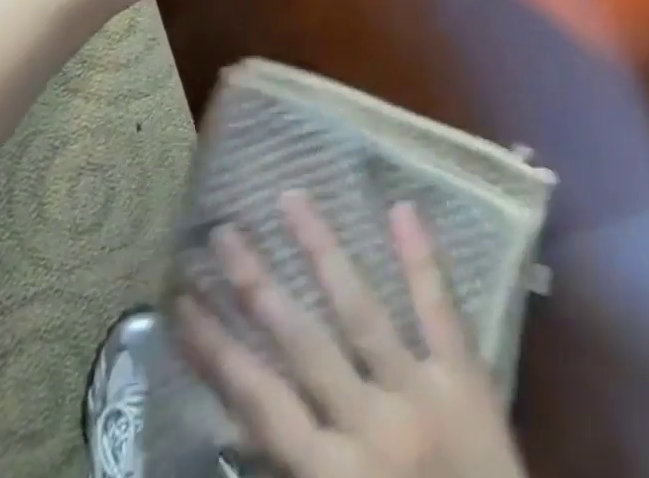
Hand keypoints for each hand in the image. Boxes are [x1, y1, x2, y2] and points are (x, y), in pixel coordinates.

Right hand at [178, 194, 527, 477]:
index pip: (258, 403)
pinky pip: (441, 311)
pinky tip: (402, 208)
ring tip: (290, 198)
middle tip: (222, 233)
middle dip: (256, 287)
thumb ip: (298, 462)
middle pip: (300, 344)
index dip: (216, 351)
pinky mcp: (466, 380)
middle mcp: (368, 429)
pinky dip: (422, 259)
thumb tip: (250, 406)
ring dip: (322, 250)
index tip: (182, 302)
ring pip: (360, 311)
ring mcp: (419, 395)